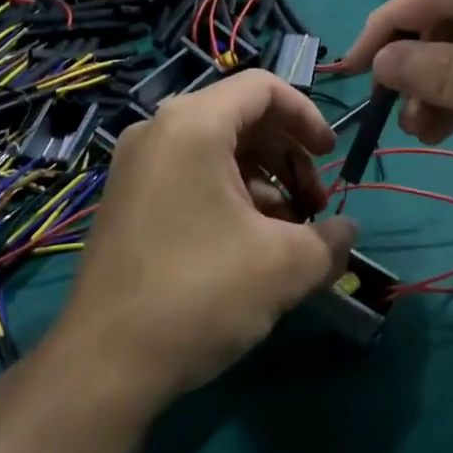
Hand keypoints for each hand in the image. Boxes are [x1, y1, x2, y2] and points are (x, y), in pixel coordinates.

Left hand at [39, 71, 355, 423]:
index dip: (307, 116)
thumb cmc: (200, 294)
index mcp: (193, 124)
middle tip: (315, 208)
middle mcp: (158, 131)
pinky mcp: (128, 200)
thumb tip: (347, 233)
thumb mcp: (283, 266)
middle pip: (241, 118)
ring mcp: (136, 166)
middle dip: (288, 157)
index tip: (330, 158)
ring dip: (263, 183)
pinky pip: (190, 176)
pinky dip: (228, 197)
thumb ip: (329, 239)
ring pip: (217, 151)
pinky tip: (249, 248)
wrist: (104, 364)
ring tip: (287, 237)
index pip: (262, 87)